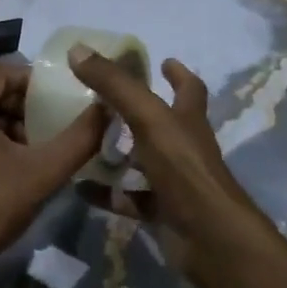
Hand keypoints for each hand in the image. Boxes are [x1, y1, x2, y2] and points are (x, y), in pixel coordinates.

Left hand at [0, 61, 108, 286]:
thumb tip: (107, 108)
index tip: (60, 102)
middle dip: (21, 103)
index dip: (35, 85)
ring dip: (5, 117)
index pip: (4, 73)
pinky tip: (9, 155)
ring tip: (34, 141)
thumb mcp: (44, 171)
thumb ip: (80, 137)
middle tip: (49, 122)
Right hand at [67, 48, 273, 279]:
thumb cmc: (184, 168)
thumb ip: (114, 83)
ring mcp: (175, 182)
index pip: (190, 89)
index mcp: (188, 119)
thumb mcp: (147, 117)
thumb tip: (77, 48)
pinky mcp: (162, 212)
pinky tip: (80, 187)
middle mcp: (185, 147)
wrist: (209, 238)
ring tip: (85, 140)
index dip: (178, 74)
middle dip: (138, 111)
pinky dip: (107, 193)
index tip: (164, 61)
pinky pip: (129, 198)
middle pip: (163, 123)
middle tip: (104, 100)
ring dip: (120, 152)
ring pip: (144, 161)